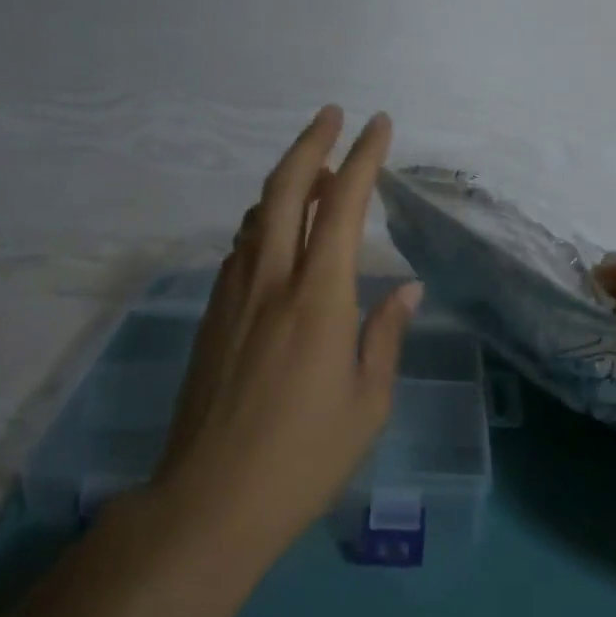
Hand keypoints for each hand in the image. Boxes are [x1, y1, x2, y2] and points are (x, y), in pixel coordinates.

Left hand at [149, 106, 420, 558]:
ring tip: (317, 175)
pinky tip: (280, 234)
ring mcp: (234, 295)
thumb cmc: (303, 457)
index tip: (379, 125)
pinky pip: (242, 247)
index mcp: (318, 298)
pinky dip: (266, 221)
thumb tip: (407, 288)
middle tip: (332, 115)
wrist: (208, 501)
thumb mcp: (367, 402)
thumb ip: (386, 334)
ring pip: (258, 214)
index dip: (364, 159)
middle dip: (311, 143)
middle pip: (285, 188)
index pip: (343, 206)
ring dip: (288, 182)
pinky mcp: (213, 314)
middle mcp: (271, 280)